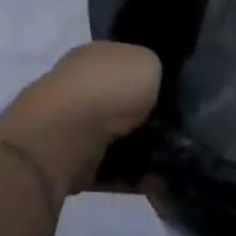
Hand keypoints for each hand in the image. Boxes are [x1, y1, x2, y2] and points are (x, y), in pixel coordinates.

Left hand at [2, 43, 161, 188]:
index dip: (147, 77)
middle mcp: (79, 84)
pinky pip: (107, 167)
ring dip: (136, 148)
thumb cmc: (108, 88)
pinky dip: (127, 176)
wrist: (64, 134)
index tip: (171, 96)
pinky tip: (152, 181)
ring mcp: (70, 122)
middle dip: (142, 116)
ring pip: (113, 135)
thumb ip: (153, 72)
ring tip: (167, 160)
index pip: (124, 61)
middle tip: (171, 130)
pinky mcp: (68, 159)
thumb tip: (152, 86)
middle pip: (118, 100)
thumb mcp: (148, 63)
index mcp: (95, 54)